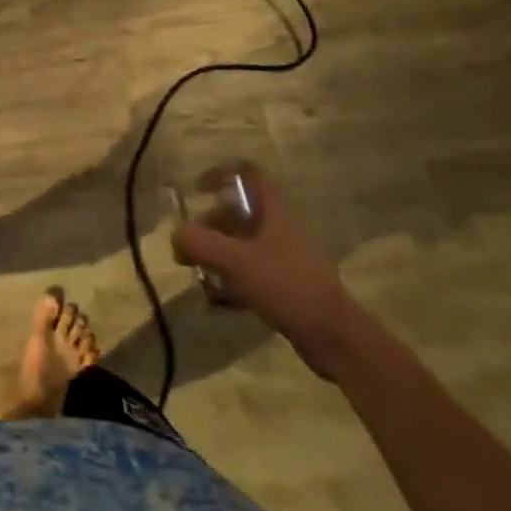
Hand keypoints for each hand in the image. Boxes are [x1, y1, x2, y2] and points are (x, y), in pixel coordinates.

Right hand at [171, 162, 366, 379]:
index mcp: (275, 210)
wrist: (334, 338)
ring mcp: (286, 258)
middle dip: (210, 226)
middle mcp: (281, 228)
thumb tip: (176, 235)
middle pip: (239, 213)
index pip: (248, 173)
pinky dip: (232, 282)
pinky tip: (216, 302)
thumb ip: (199, 242)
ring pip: (243, 245)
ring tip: (198, 275)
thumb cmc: (286, 286)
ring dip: (218, 256)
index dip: (221, 173)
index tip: (197, 190)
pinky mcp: (288, 286)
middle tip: (189, 246)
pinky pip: (252, 274)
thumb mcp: (235, 261)